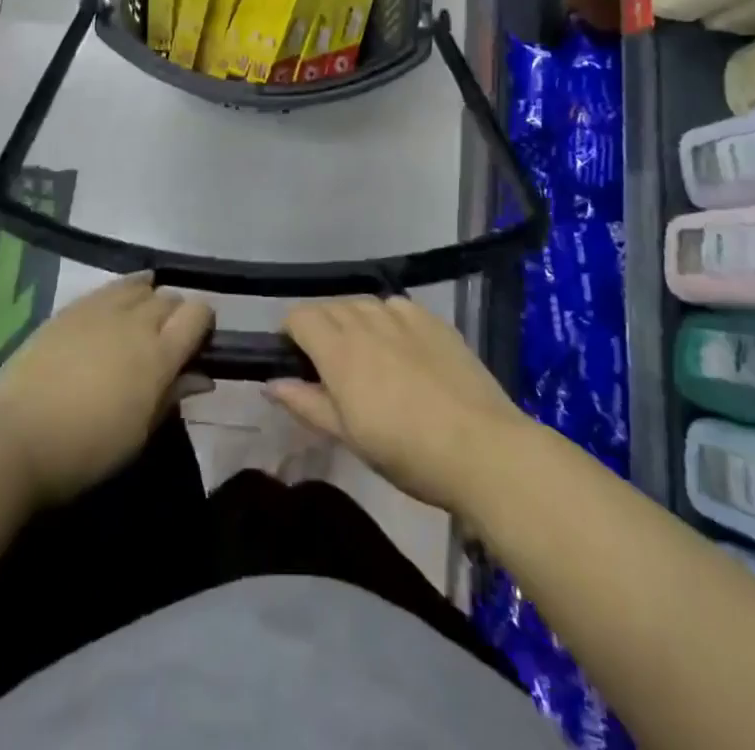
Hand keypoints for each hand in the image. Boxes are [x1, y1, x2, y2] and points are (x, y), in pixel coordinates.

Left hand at [0, 275, 212, 507]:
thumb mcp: (139, 433)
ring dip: (149, 299)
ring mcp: (101, 309)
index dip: (203, 323)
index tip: (197, 344)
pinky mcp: (71, 308)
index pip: (198, 314)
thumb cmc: (85, 449)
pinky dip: (122, 291)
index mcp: (159, 354)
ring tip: (141, 319)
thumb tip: (201, 376)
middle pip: (170, 298)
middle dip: (175, 315)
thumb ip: (172, 396)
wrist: (14, 436)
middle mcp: (136, 322)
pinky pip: (109, 288)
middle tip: (165, 342)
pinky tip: (115, 305)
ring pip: (141, 286)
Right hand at [268, 297, 531, 517]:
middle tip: (330, 369)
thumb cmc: (407, 451)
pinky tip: (402, 349)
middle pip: (329, 306)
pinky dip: (388, 320)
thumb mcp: (349, 436)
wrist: (482, 448)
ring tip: (367, 357)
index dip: (291, 333)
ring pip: (363, 304)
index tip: (296, 361)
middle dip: (321, 328)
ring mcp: (403, 315)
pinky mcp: (434, 320)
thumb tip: (271, 383)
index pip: (300, 316)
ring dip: (354, 322)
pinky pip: (397, 306)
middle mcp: (367, 320)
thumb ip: (307, 403)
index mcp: (339, 349)